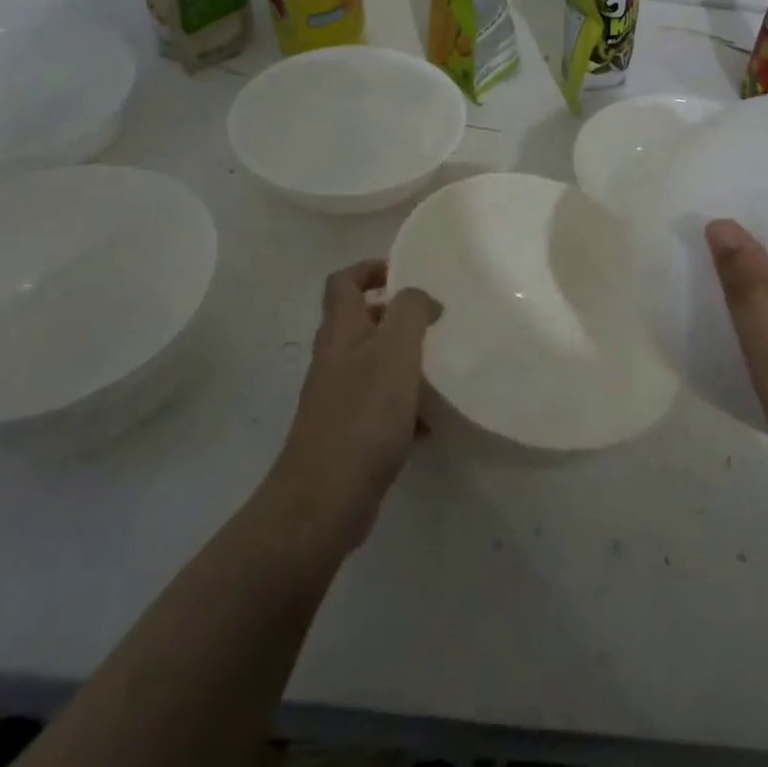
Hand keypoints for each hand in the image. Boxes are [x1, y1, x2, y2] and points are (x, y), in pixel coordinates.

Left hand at [268, 261, 440, 551]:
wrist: (325, 498)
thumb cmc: (363, 415)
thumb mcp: (395, 351)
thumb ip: (410, 312)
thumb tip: (420, 298)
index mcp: (340, 331)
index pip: (343, 282)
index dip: (370, 268)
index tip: (405, 274)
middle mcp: (334, 359)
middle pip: (361, 322)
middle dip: (397, 316)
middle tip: (435, 321)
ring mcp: (339, 398)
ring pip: (375, 364)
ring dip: (406, 360)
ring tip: (442, 366)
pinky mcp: (349, 432)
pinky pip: (382, 404)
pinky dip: (406, 403)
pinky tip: (433, 419)